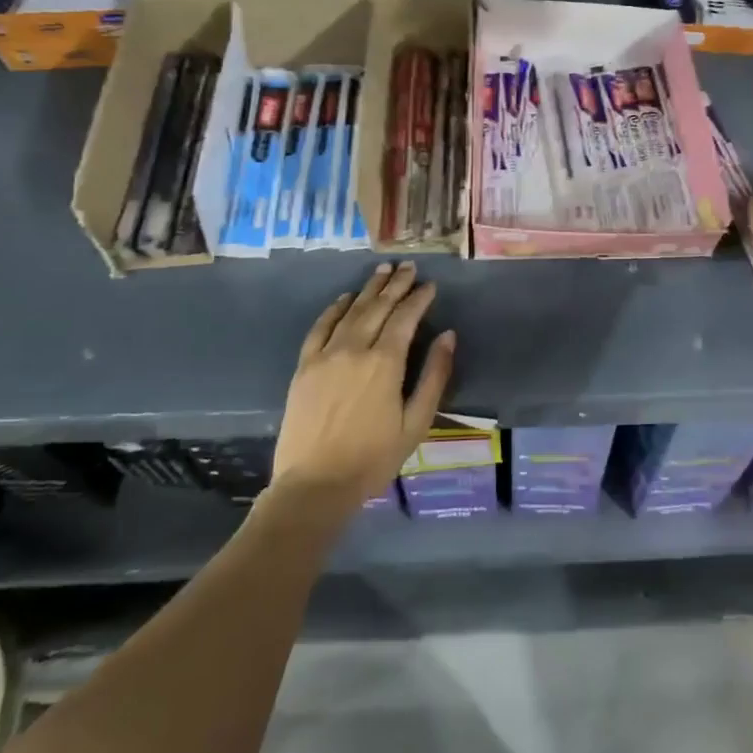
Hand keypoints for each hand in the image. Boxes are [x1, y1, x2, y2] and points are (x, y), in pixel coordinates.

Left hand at [274, 262, 455, 503]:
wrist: (314, 485)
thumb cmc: (373, 458)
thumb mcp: (416, 422)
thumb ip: (434, 376)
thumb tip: (448, 336)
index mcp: (386, 362)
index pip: (406, 318)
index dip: (419, 298)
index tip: (429, 285)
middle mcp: (355, 349)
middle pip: (378, 307)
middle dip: (396, 284)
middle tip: (408, 267)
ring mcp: (325, 355)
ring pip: (351, 311)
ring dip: (369, 289)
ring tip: (382, 270)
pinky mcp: (304, 366)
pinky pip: (320, 327)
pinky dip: (334, 308)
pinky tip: (345, 298)